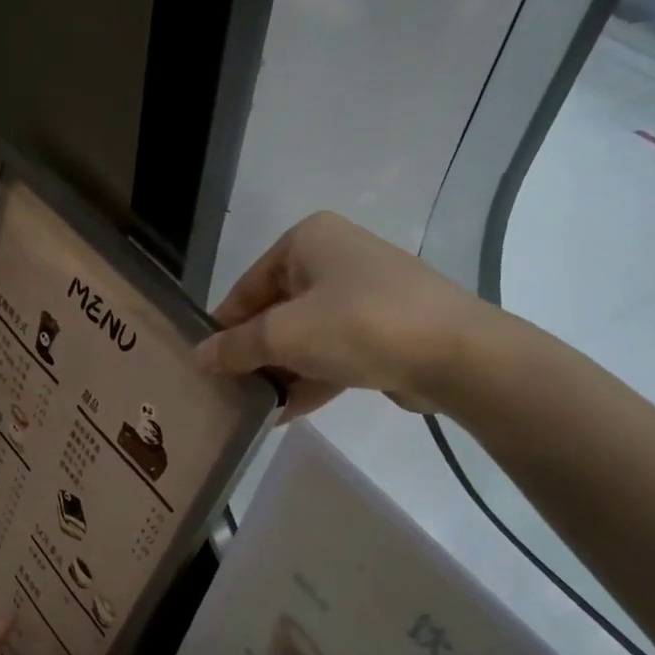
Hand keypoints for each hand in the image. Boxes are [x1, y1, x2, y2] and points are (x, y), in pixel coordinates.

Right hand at [196, 212, 503, 418]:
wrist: (455, 353)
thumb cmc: (358, 325)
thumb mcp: (283, 335)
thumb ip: (236, 347)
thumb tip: (200, 357)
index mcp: (308, 241)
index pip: (247, 286)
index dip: (224, 327)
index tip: (206, 364)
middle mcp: (335, 258)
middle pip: (276, 311)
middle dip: (254, 353)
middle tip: (227, 390)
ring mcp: (363, 294)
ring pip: (305, 335)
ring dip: (280, 371)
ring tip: (251, 407)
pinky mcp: (384, 329)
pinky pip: (333, 352)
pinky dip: (310, 379)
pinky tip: (284, 414)